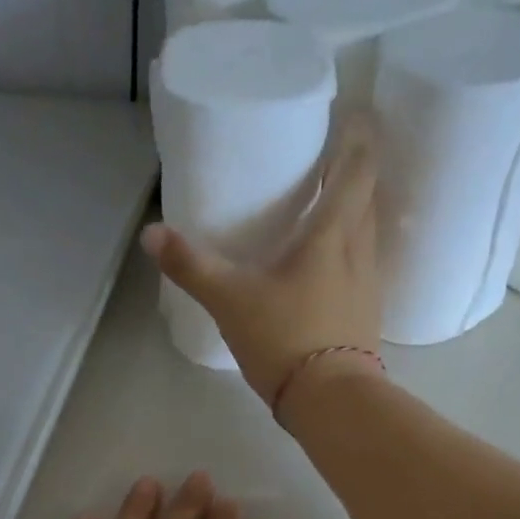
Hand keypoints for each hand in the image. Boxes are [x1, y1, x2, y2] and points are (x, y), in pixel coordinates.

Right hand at [141, 120, 383, 407]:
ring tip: (322, 211)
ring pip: (365, 237)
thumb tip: (152, 234)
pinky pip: (360, 272)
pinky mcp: (365, 319)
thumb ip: (192, 266)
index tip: (351, 116)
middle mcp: (360, 253)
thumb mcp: (230, 300)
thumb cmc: (286, 339)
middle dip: (351, 175)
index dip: (358, 138)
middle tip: (324, 161)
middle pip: (365, 199)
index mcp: (333, 235)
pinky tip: (324, 271)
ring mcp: (368, 288)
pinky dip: (346, 257)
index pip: (357, 170)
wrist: (331, 403)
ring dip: (351, 217)